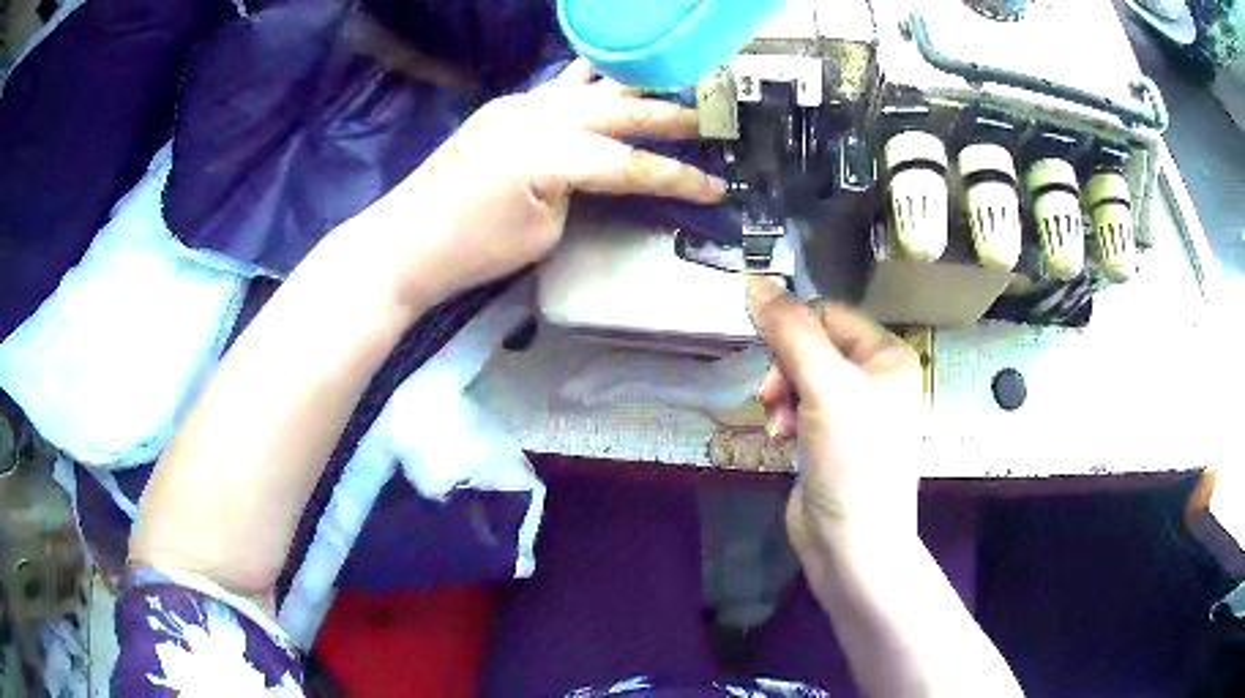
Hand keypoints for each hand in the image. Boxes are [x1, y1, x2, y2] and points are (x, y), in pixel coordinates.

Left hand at [353, 58, 724, 311]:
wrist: (404, 242)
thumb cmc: (473, 250)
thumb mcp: (545, 231)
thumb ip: (578, 190)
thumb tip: (593, 170)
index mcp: (554, 151)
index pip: (631, 163)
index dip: (677, 177)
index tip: (716, 186)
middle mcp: (540, 113)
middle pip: (619, 110)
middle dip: (669, 118)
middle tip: (711, 121)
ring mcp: (518, 104)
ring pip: (589, 85)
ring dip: (633, 88)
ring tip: (670, 85)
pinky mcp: (502, 108)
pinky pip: (559, 88)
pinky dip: (591, 84)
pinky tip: (606, 80)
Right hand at [745, 278, 924, 568]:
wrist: (852, 543)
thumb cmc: (852, 460)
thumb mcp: (825, 387)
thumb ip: (790, 331)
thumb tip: (754, 280)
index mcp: (886, 355)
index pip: (828, 314)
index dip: (794, 330)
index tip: (769, 359)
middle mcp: (874, 377)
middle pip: (811, 346)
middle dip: (784, 370)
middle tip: (773, 400)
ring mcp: (853, 411)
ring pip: (800, 377)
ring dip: (780, 396)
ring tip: (777, 426)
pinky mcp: (830, 439)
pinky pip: (799, 408)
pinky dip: (784, 419)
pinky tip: (779, 440)